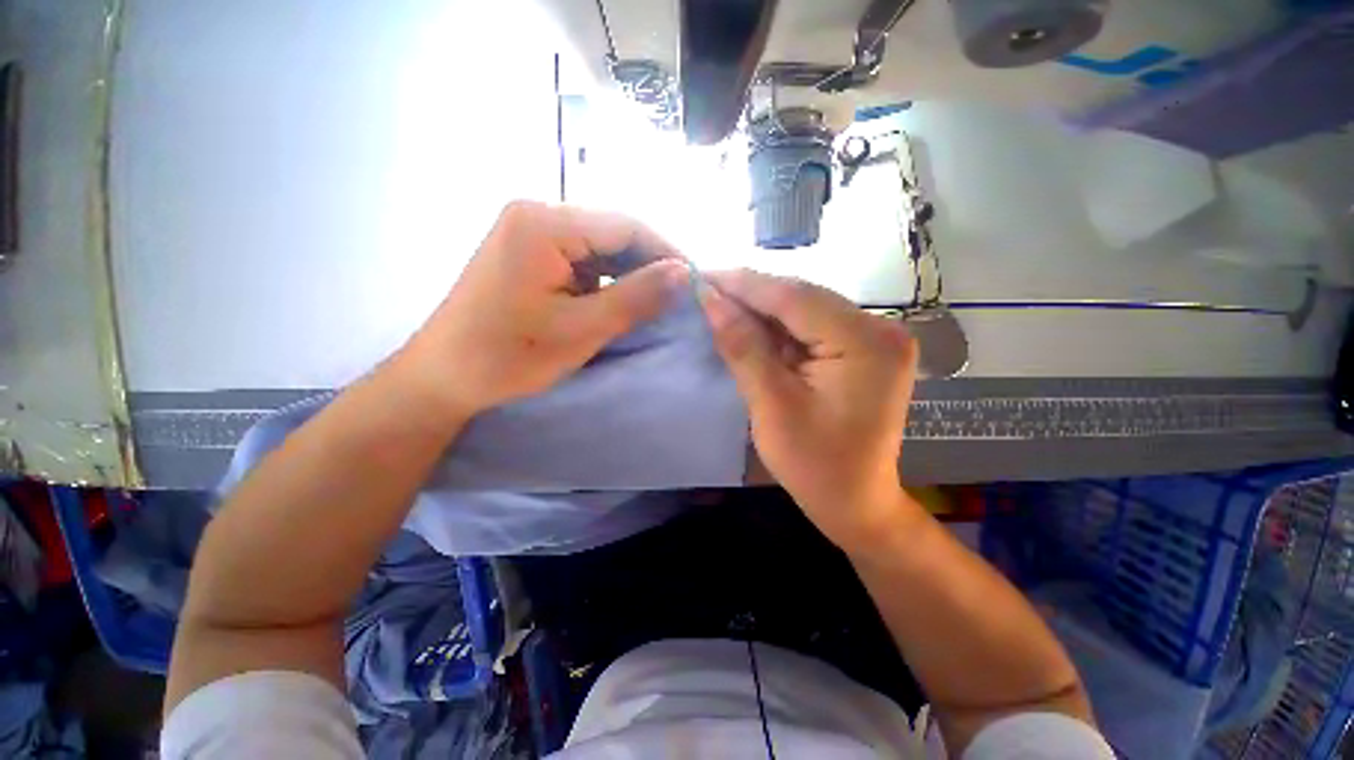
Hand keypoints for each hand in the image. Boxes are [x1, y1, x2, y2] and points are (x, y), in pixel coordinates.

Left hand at [396, 201, 689, 421]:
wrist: (444, 376)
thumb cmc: (509, 355)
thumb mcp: (580, 330)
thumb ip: (636, 298)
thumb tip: (685, 273)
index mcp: (544, 223)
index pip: (625, 225)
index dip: (666, 253)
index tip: (695, 283)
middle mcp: (538, 215)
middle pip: (613, 233)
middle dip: (649, 266)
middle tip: (680, 298)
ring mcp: (532, 234)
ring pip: (601, 249)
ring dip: (630, 276)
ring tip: (656, 304)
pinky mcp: (532, 255)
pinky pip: (584, 262)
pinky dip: (608, 282)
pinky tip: (622, 303)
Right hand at [700, 269, 918, 551]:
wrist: (856, 502)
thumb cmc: (814, 464)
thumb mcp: (771, 405)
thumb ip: (742, 347)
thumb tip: (709, 299)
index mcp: (866, 342)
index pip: (794, 296)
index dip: (744, 284)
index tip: (702, 275)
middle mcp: (880, 328)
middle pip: (802, 298)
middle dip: (751, 295)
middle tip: (707, 291)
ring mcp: (875, 338)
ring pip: (805, 309)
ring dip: (763, 310)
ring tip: (721, 306)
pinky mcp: (864, 350)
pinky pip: (813, 327)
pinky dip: (780, 328)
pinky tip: (751, 328)